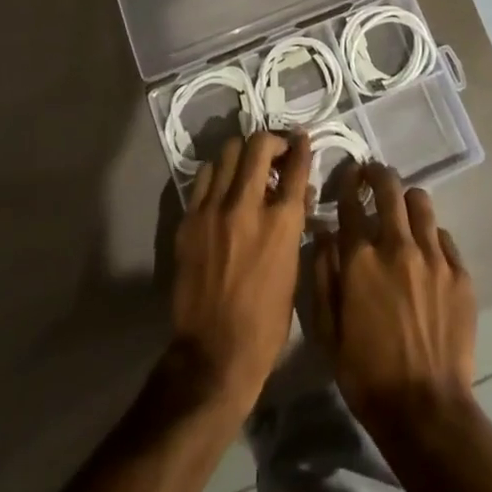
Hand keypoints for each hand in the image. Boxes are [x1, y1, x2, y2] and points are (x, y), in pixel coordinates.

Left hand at [171, 130, 312, 412]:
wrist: (214, 353)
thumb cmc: (266, 321)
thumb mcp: (293, 269)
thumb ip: (293, 224)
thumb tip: (296, 194)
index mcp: (282, 222)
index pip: (296, 165)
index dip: (301, 146)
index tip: (301, 138)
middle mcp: (247, 206)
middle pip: (258, 146)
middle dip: (271, 141)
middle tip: (275, 152)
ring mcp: (214, 210)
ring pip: (227, 153)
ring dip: (242, 155)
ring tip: (246, 167)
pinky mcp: (189, 220)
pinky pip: (204, 177)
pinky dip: (217, 174)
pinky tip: (222, 187)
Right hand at [309, 161, 476, 436]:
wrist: (425, 411)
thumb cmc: (366, 374)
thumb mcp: (327, 330)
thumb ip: (322, 275)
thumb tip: (324, 235)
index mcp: (360, 258)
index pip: (351, 200)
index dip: (347, 181)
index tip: (347, 176)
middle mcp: (397, 246)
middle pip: (389, 187)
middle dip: (378, 175)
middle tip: (373, 178)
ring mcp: (433, 257)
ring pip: (420, 202)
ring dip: (406, 200)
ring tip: (401, 212)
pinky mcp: (460, 273)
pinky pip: (443, 235)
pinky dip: (430, 235)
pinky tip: (425, 252)